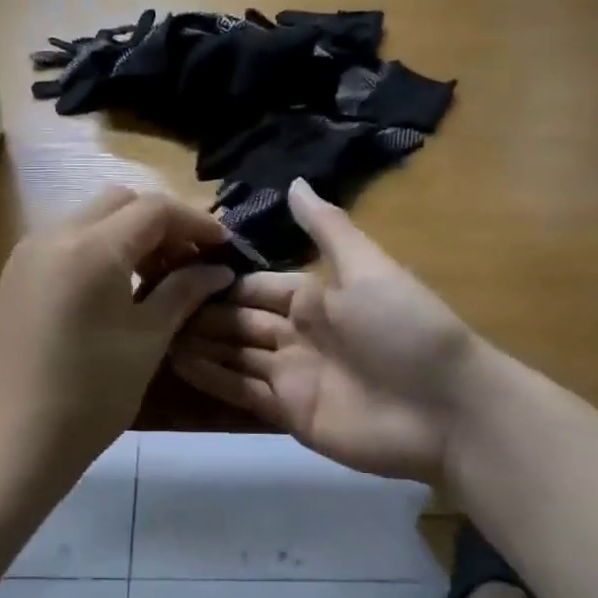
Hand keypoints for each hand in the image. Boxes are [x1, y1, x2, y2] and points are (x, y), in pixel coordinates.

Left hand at [0, 188, 235, 484]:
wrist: (18, 438)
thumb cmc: (93, 393)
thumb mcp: (148, 339)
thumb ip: (185, 291)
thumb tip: (218, 269)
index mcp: (92, 248)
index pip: (154, 209)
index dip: (196, 222)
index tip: (223, 246)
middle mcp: (54, 235)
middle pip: (119, 202)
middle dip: (161, 222)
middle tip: (188, 260)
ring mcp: (28, 252)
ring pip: (90, 217)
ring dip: (128, 233)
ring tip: (155, 275)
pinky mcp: (15, 274)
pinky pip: (65, 240)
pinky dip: (98, 247)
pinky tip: (115, 285)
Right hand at [170, 180, 479, 486]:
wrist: (446, 410)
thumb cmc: (406, 330)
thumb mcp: (368, 269)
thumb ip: (328, 228)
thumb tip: (295, 182)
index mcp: (316, 299)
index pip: (256, 288)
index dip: (220, 285)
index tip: (176, 276)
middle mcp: (299, 335)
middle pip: (240, 322)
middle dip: (202, 316)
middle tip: (152, 309)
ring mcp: (293, 376)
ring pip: (236, 356)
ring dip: (200, 346)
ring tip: (154, 336)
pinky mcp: (290, 415)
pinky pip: (243, 393)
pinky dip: (213, 379)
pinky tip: (178, 365)